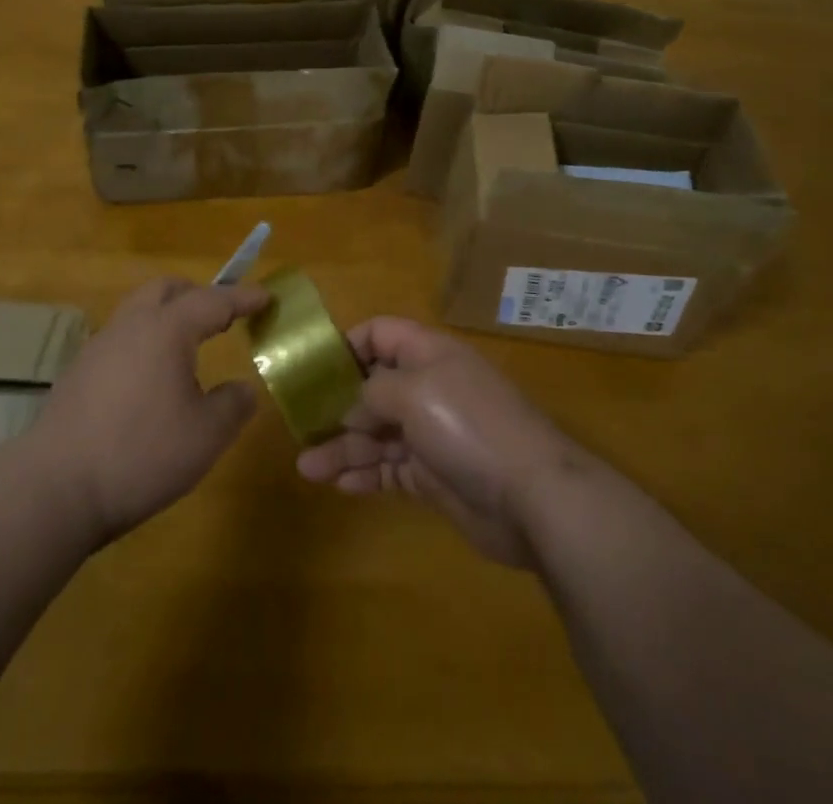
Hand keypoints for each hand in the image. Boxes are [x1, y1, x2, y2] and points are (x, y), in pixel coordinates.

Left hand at [29, 277, 266, 544]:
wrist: (54, 488)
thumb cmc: (140, 454)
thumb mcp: (206, 435)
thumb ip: (233, 405)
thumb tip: (243, 389)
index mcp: (166, 329)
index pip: (213, 300)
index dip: (243, 297)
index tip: (266, 296)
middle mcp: (131, 325)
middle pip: (166, 289)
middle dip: (198, 294)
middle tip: (222, 315)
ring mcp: (99, 347)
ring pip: (139, 310)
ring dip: (167, 316)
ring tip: (188, 347)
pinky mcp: (79, 373)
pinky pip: (121, 338)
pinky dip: (145, 341)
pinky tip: (151, 378)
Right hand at [296, 317, 583, 568]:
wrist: (533, 497)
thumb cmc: (468, 426)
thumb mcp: (413, 392)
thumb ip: (371, 392)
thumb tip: (350, 407)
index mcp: (427, 354)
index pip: (380, 334)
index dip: (346, 345)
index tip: (312, 368)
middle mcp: (428, 388)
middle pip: (372, 388)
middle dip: (336, 405)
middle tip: (300, 425)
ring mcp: (432, 434)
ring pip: (376, 433)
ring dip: (342, 447)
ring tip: (306, 467)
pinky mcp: (435, 475)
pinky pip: (390, 469)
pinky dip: (365, 474)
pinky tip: (339, 485)